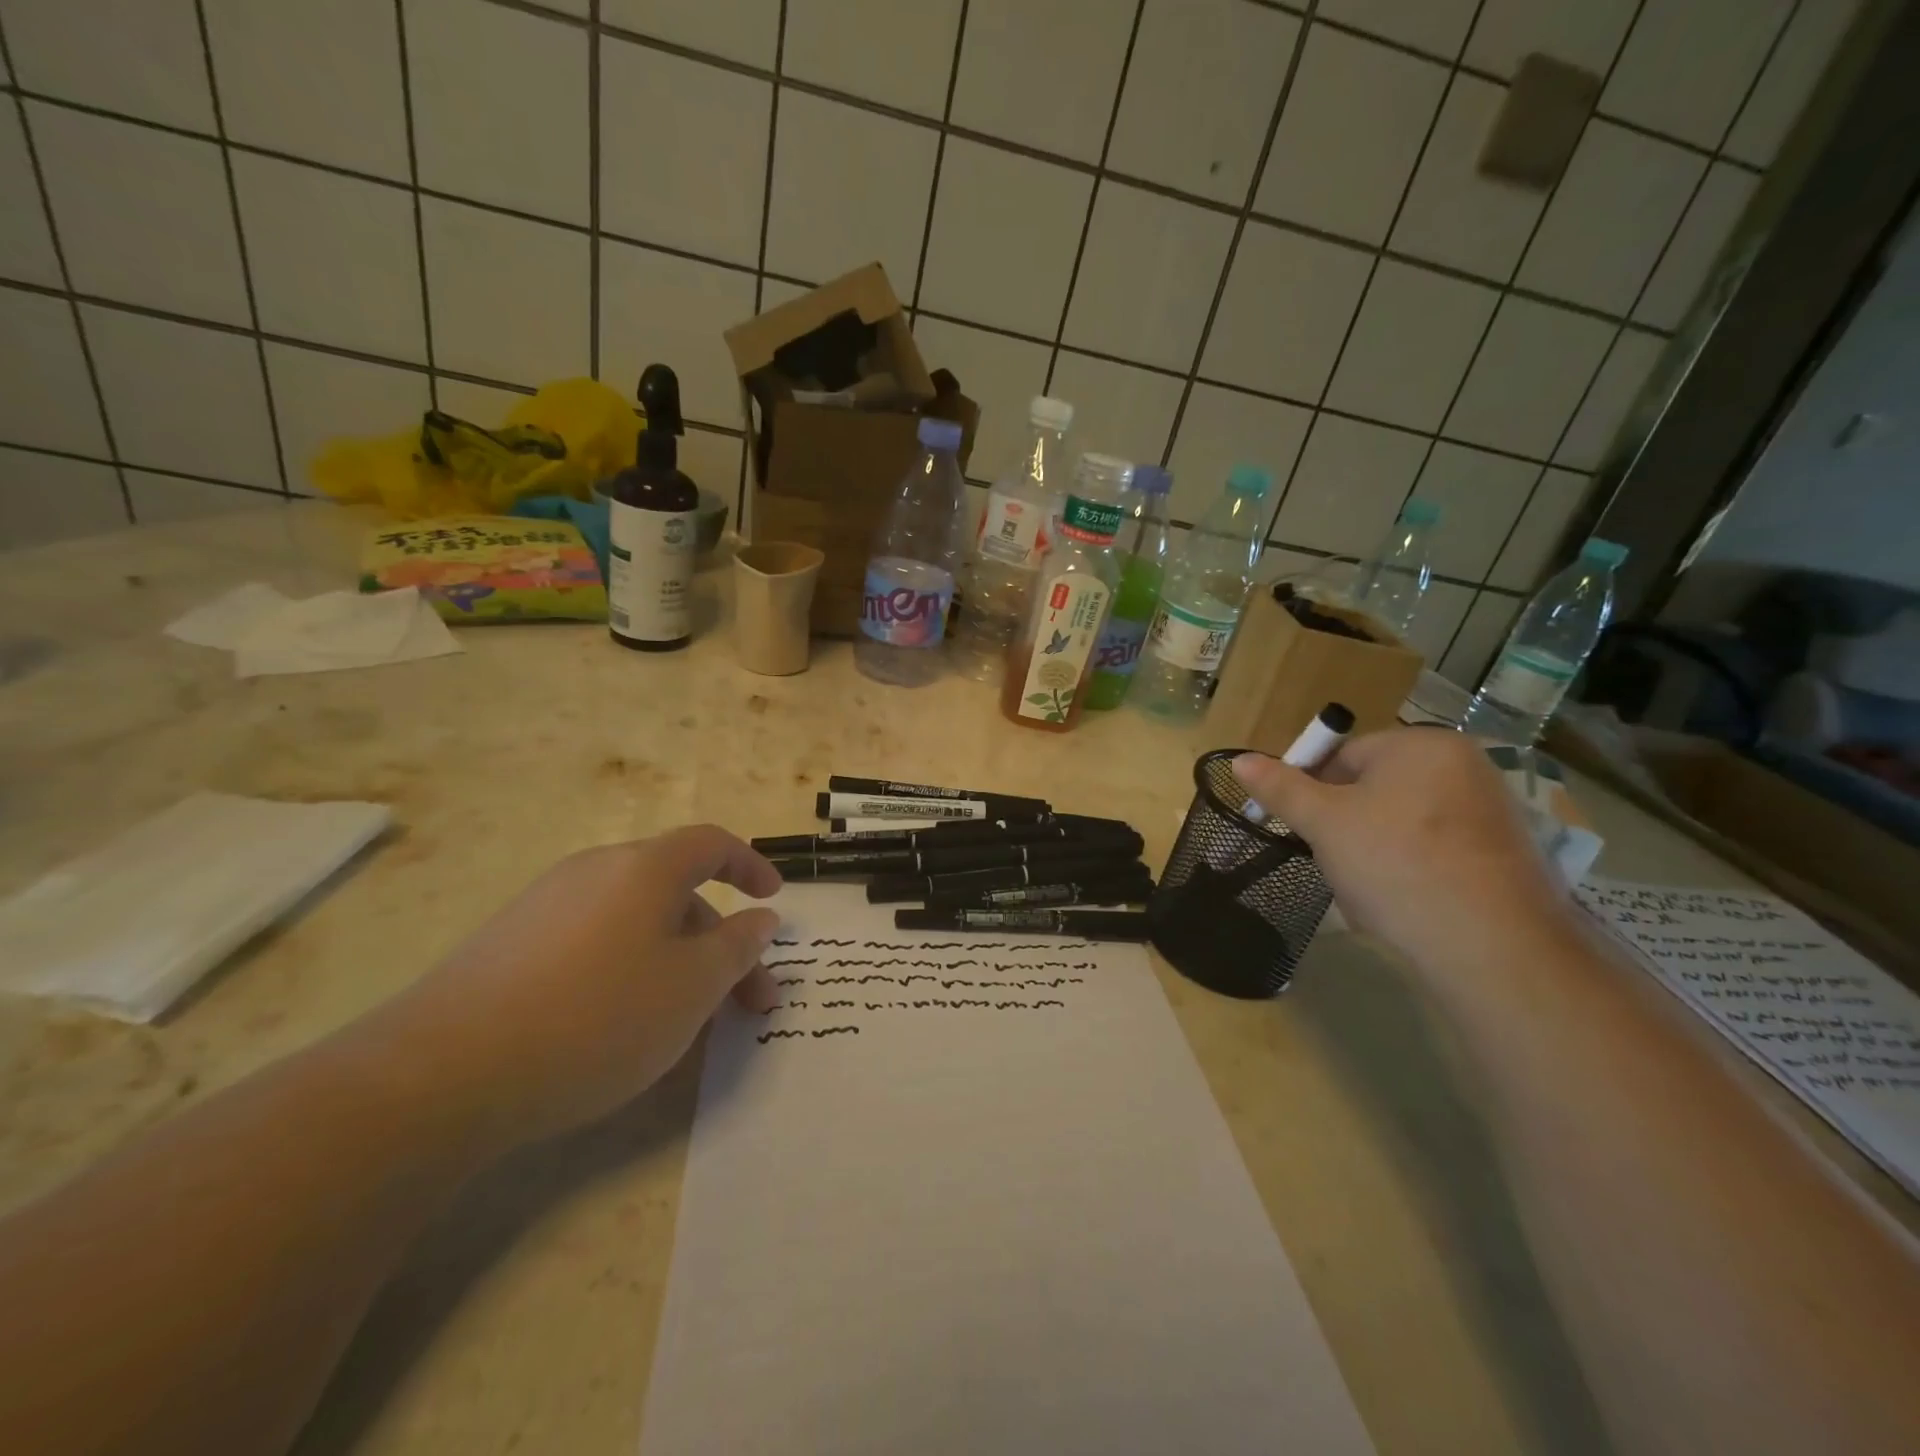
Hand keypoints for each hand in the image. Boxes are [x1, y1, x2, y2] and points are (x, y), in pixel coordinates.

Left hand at [369, 826, 782, 1153]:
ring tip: (687, 1021)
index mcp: (644, 868)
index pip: (712, 843)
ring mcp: (546, 907)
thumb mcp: (692, 987)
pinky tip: (620, 1024)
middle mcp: (595, 871)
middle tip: (746, 1002)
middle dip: (721, 940)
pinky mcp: (508, 946)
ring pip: (635, 921)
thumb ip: (737, 948)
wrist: (439, 1075)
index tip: (773, 899)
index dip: (751, 865)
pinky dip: (629, 969)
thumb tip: (760, 919)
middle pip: (676, 891)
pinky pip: (593, 942)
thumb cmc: (596, 1017)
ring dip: (677, 959)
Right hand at [1231, 730, 1580, 975]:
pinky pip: (1437, 849)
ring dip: (1374, 848)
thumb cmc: (1396, 865)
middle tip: (1335, 860)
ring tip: (1370, 888)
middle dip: (1345, 824)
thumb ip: (1281, 788)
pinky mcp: (1507, 854)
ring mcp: (1492, 811)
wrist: (1493, 948)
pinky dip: (1412, 868)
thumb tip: (1239, 759)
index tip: (1303, 830)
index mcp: (1423, 745)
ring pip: (1402, 822)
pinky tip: (1406, 901)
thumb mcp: (1324, 824)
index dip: (1313, 791)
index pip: (1344, 755)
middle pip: (1374, 788)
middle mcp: (1466, 766)